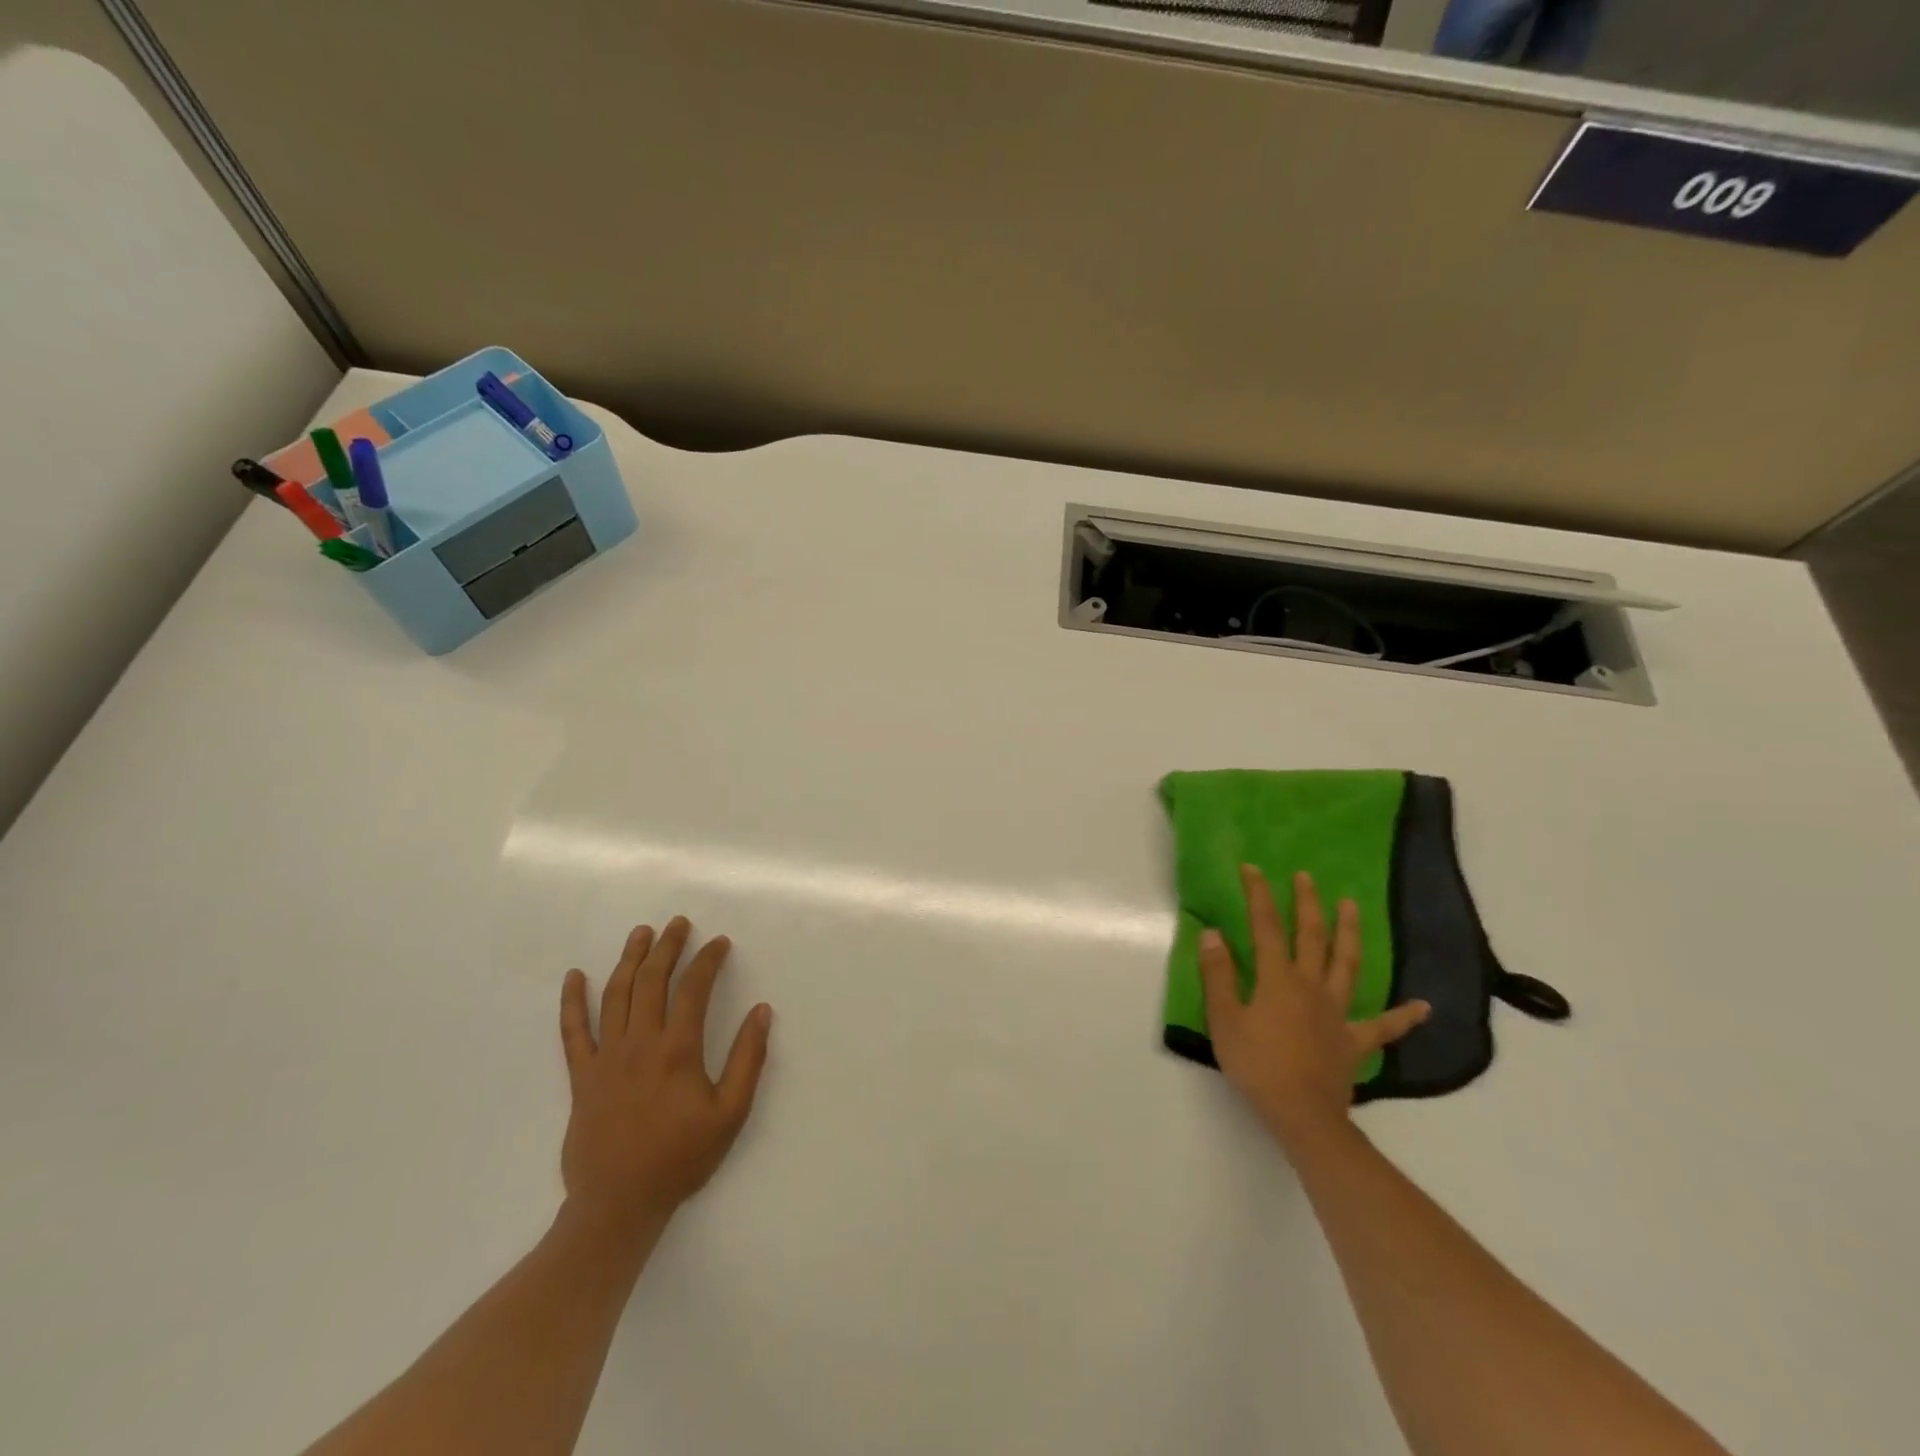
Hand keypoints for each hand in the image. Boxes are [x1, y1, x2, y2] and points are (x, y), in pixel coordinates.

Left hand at [558, 918, 771, 1238]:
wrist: (618, 1204)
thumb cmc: (680, 1158)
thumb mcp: (730, 1114)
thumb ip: (748, 1060)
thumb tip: (761, 1012)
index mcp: (677, 1050)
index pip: (693, 989)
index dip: (708, 960)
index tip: (719, 942)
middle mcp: (639, 1043)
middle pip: (652, 980)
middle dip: (667, 946)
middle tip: (678, 923)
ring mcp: (606, 1058)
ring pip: (615, 995)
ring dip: (629, 959)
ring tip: (641, 934)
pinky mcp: (582, 1076)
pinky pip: (573, 1032)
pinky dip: (572, 1002)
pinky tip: (574, 977)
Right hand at [1199, 866, 1428, 1147]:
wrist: (1301, 1114)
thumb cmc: (1256, 1064)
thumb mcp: (1224, 1018)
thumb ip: (1218, 974)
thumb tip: (1213, 933)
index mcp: (1278, 979)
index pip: (1266, 927)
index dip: (1258, 895)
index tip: (1252, 869)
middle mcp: (1311, 985)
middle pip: (1311, 936)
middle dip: (1307, 903)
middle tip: (1306, 877)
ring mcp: (1337, 1012)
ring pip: (1346, 965)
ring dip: (1349, 933)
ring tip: (1352, 906)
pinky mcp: (1354, 1041)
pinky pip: (1384, 1027)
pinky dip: (1405, 1017)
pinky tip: (1424, 1007)